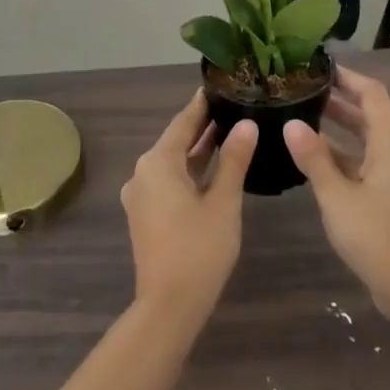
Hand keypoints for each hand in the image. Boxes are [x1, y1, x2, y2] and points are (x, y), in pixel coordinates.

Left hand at [121, 91, 257, 322]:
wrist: (169, 305)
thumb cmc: (199, 249)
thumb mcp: (223, 201)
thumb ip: (234, 160)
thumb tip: (247, 124)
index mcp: (158, 163)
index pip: (183, 122)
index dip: (202, 104)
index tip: (220, 85)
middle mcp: (143, 173)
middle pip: (176, 141)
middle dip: (203, 125)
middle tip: (233, 106)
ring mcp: (142, 196)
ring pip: (173, 163)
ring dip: (198, 150)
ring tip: (230, 131)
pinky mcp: (146, 215)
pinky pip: (169, 181)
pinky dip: (190, 171)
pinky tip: (214, 168)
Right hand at [283, 67, 389, 317]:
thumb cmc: (375, 236)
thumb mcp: (336, 196)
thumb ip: (314, 158)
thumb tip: (291, 124)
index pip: (373, 94)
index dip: (348, 77)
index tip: (320, 68)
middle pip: (372, 115)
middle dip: (341, 102)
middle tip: (305, 92)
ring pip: (371, 141)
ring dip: (342, 130)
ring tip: (305, 121)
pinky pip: (371, 162)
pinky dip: (348, 155)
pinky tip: (320, 162)